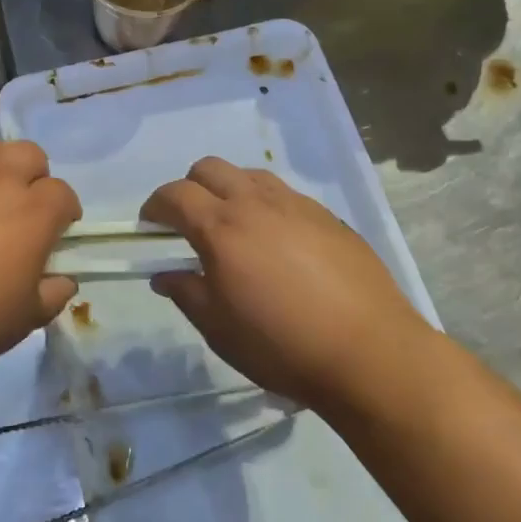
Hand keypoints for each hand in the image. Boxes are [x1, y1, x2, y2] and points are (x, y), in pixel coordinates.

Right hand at [140, 158, 438, 413]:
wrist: (369, 353)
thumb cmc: (281, 345)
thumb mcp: (219, 329)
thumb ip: (186, 293)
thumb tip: (164, 274)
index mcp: (222, 228)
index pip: (175, 195)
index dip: (155, 206)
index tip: (151, 225)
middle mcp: (256, 204)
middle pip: (209, 168)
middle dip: (189, 187)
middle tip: (189, 222)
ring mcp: (296, 205)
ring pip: (249, 175)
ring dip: (229, 190)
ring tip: (235, 227)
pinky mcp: (328, 216)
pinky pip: (284, 194)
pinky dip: (266, 205)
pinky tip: (278, 242)